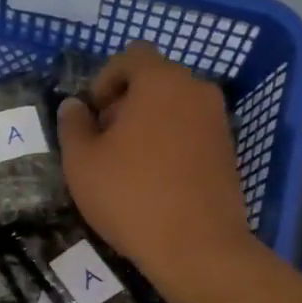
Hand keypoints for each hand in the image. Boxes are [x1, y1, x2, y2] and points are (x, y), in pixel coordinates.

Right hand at [56, 42, 252, 298]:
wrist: (197, 246)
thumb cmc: (131, 196)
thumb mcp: (82, 162)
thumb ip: (73, 125)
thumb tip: (75, 106)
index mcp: (161, 81)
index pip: (132, 56)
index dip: (105, 78)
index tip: (93, 114)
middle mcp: (196, 91)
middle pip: (155, 80)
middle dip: (126, 102)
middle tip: (105, 140)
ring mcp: (218, 121)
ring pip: (175, 107)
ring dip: (149, 124)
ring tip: (128, 164)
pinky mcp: (228, 151)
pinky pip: (191, 132)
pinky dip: (171, 143)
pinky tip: (155, 180)